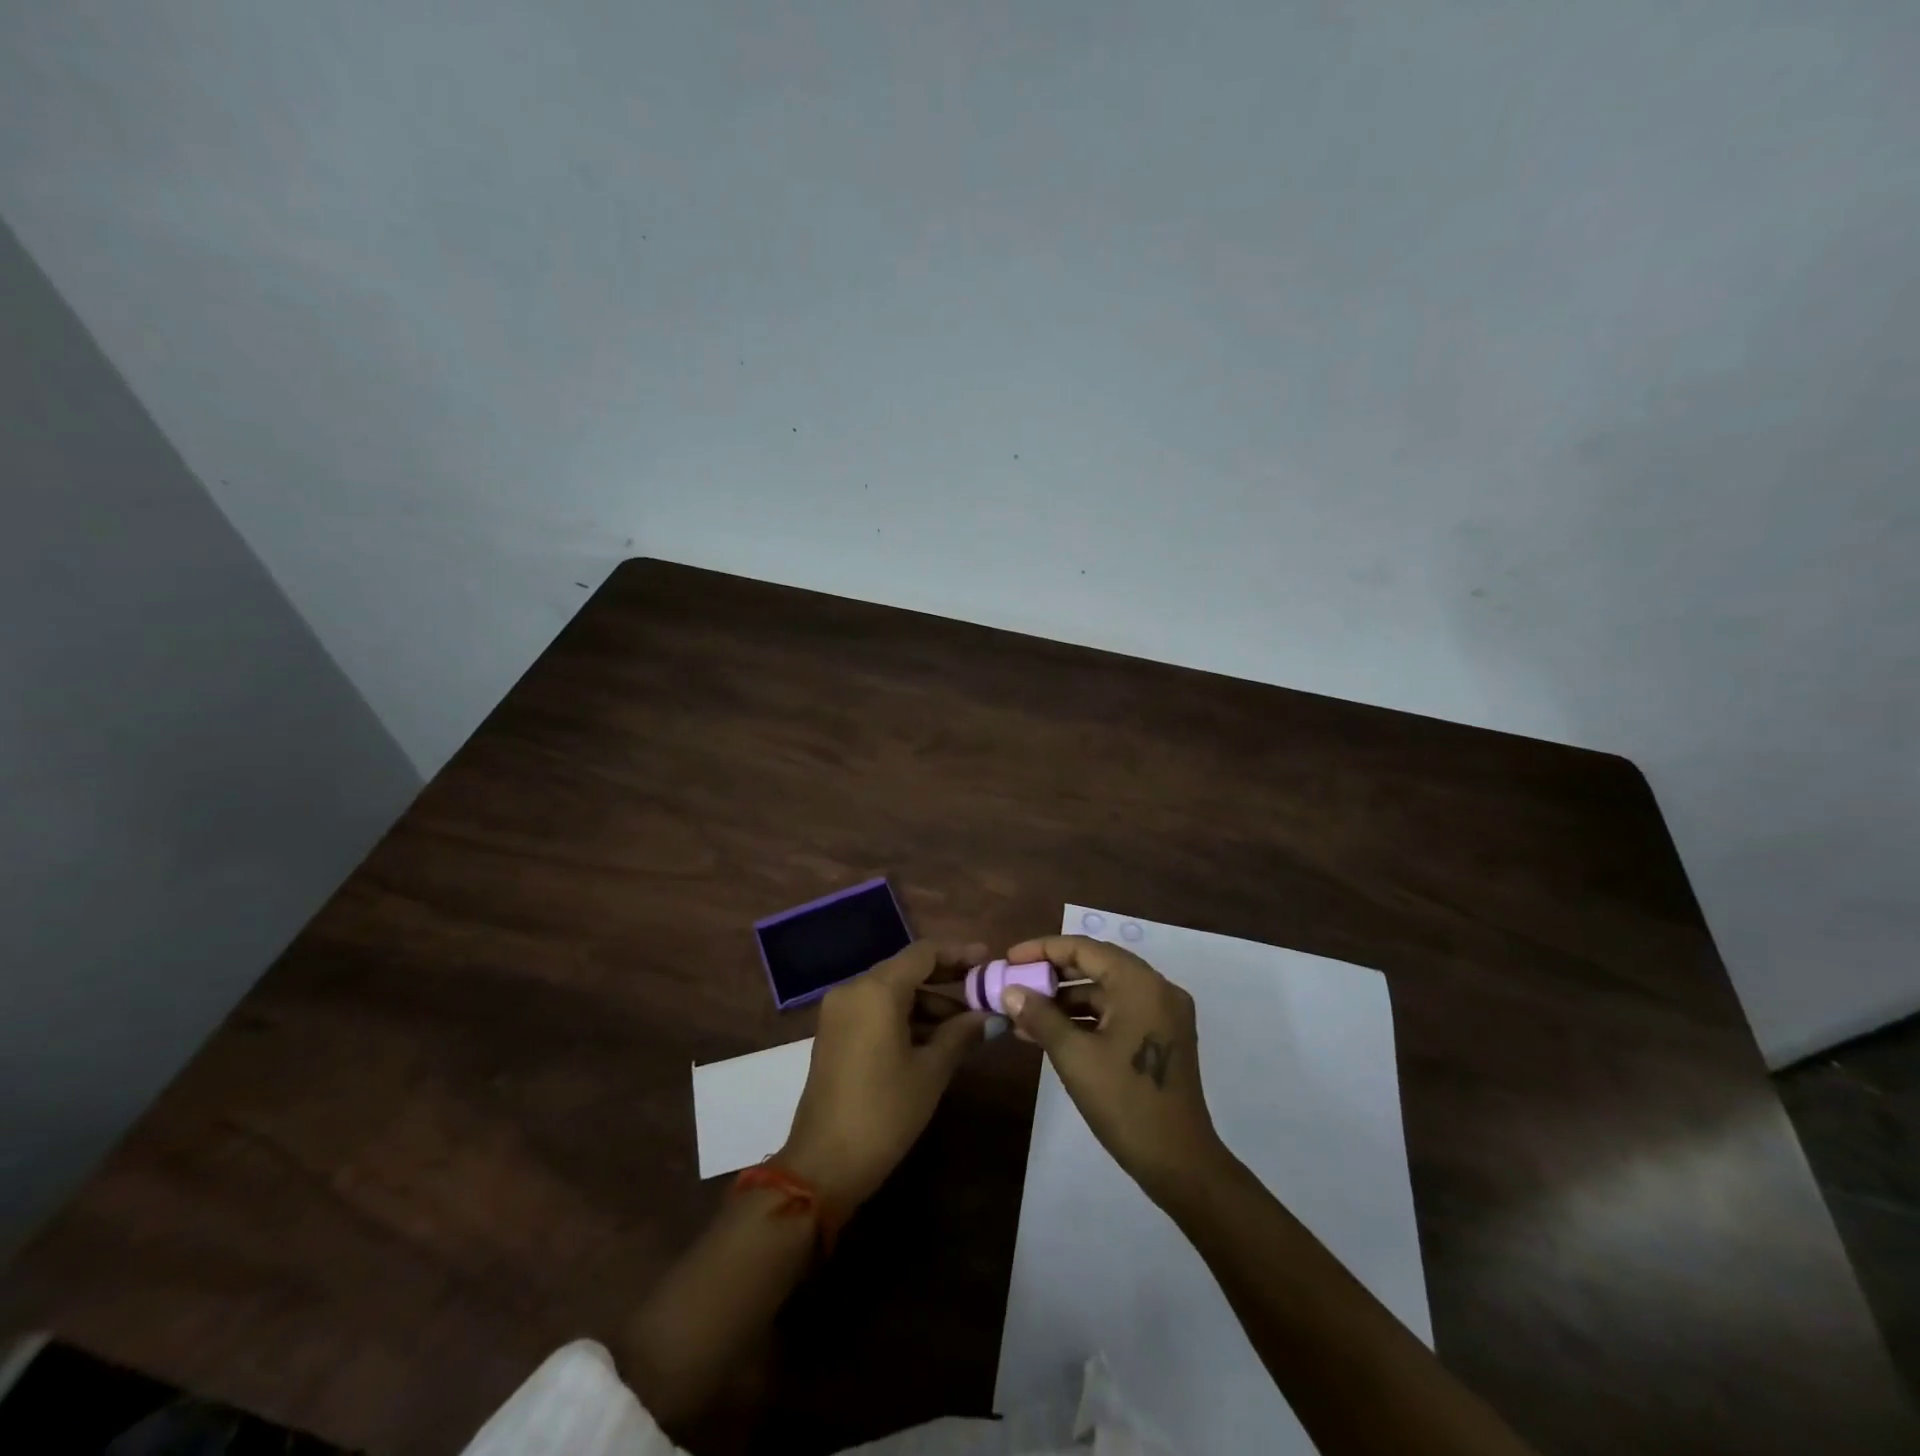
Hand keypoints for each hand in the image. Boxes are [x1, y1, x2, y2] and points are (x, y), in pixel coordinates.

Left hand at [777, 941, 990, 1213]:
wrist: (824, 1164)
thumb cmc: (884, 1112)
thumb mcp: (931, 1071)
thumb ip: (962, 1033)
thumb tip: (991, 1015)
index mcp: (876, 990)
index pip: (923, 953)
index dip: (958, 953)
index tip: (989, 960)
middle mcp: (854, 989)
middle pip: (906, 969)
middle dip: (946, 979)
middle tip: (983, 990)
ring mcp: (840, 1011)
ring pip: (892, 991)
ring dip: (928, 1002)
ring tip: (968, 1024)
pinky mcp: (835, 1033)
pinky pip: (876, 1010)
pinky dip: (906, 1016)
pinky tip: (936, 1038)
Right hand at [1001, 934, 1227, 1203]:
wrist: (1180, 1164)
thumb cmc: (1125, 1103)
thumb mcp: (1074, 1057)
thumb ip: (1040, 1016)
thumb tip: (1009, 991)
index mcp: (1140, 984)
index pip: (1084, 948)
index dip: (1043, 949)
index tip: (1010, 959)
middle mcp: (1157, 989)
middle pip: (1096, 965)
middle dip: (1052, 974)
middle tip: (1015, 982)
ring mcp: (1162, 1015)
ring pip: (1105, 992)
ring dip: (1066, 1000)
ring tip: (1023, 1013)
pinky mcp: (1161, 1038)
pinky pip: (1117, 1013)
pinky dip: (1085, 1019)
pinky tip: (1050, 1033)